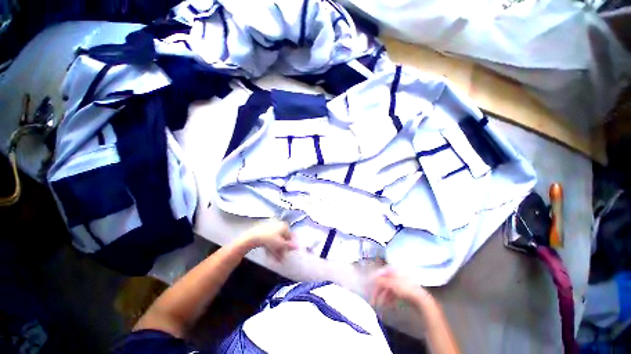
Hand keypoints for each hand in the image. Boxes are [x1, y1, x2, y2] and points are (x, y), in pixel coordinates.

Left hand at [240, 219, 297, 260]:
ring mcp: (270, 228)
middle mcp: (278, 225)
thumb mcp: (281, 244)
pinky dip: (271, 247)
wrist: (253, 237)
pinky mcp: (263, 231)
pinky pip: (270, 240)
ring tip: (276, 260)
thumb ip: (289, 246)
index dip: (289, 245)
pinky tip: (269, 255)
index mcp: (284, 226)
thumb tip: (298, 246)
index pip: (290, 236)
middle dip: (282, 249)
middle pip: (283, 238)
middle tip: (282, 259)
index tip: (288, 253)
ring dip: (277, 250)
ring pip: (276, 240)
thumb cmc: (269, 239)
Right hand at [371, 268, 429, 309]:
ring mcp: (401, 283)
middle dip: (378, 290)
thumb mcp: (391, 284)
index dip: (374, 279)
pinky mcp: (404, 291)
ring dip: (383, 296)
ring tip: (379, 304)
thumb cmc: (405, 288)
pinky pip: (393, 293)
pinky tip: (387, 305)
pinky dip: (389, 298)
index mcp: (393, 270)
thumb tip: (372, 278)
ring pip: (388, 289)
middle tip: (373, 298)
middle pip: (384, 281)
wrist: (420, 300)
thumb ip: (380, 281)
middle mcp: (396, 274)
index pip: (381, 272)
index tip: (369, 286)